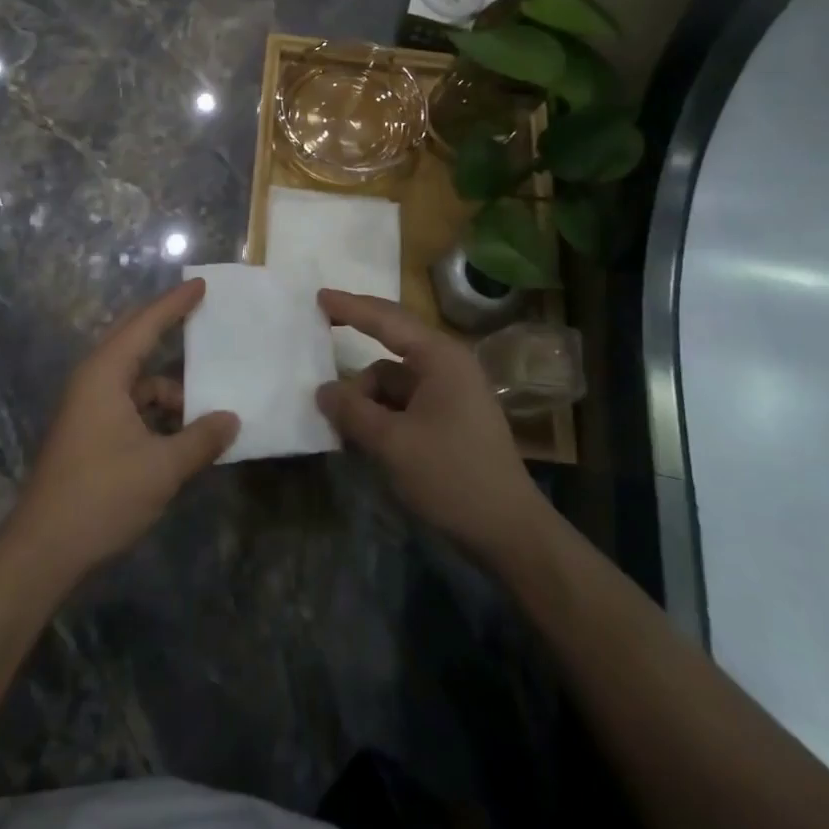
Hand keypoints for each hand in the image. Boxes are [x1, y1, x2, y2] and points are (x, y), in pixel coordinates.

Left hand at [5, 280, 238, 580]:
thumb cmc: (102, 496)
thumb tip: (231, 419)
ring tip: (208, 406)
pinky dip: (157, 412)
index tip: (201, 285)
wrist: (43, 550)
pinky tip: (183, 433)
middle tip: (204, 318)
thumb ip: (200, 439)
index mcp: (105, 374)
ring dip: (170, 390)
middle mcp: (94, 380)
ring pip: (137, 381)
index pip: (145, 324)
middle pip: (136, 342)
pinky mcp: (89, 431)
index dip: (175, 303)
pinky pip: (130, 405)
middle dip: (169, 330)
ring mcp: (88, 407)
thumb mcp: (162, 468)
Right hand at [315, 290, 542, 564]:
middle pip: (391, 343)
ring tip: (339, 423)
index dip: (350, 307)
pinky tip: (361, 436)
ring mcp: (450, 392)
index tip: (319, 296)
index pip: (386, 320)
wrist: (509, 532)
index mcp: (440, 357)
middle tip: (319, 334)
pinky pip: (403, 402)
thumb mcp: (393, 443)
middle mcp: (446, 365)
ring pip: (392, 379)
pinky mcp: (449, 418)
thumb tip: (323, 391)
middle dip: (355, 343)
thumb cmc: (452, 476)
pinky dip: (380, 412)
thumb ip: (353, 411)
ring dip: (365, 395)